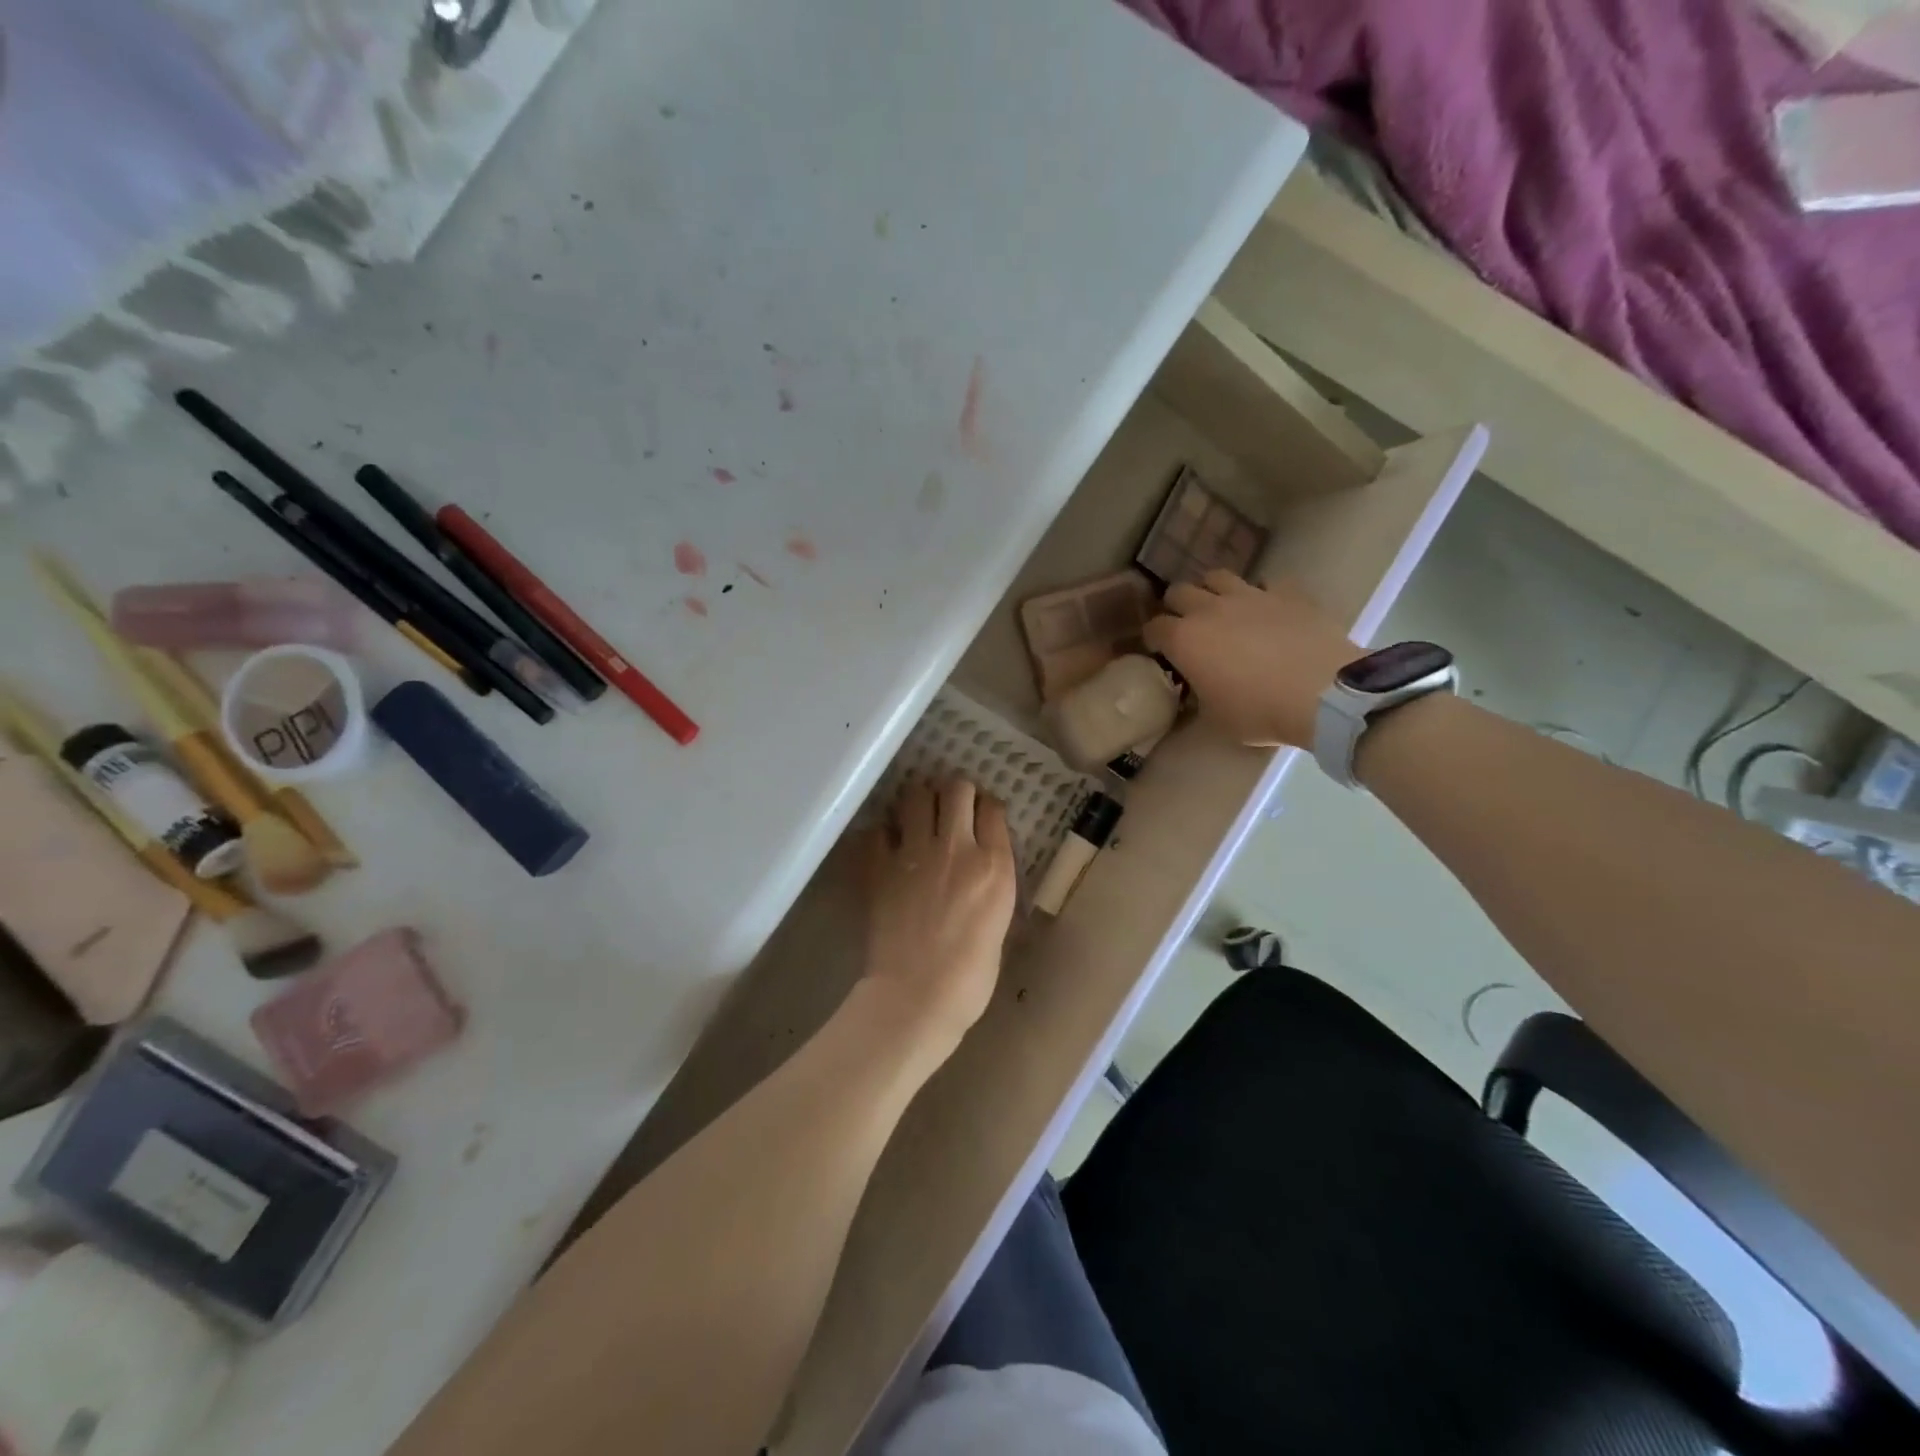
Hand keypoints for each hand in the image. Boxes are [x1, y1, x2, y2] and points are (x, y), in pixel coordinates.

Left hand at [859, 777, 1016, 1058]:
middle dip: (955, 791)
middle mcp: (957, 848)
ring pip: (916, 794)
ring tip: (918, 814)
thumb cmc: (970, 978)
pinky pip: (879, 828)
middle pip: (957, 788)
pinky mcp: (881, 865)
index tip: (982, 815)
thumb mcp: (999, 924)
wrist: (916, 998)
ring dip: (919, 799)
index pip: (993, 808)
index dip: (987, 807)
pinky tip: (888, 844)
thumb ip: (991, 885)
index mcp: (994, 866)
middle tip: (950, 806)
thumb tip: (980, 866)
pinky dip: (884, 830)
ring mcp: (915, 853)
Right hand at [1143, 572, 1356, 747]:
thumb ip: (1198, 697)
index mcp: (1184, 640)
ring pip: (1217, 576)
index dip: (1153, 639)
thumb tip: (1196, 691)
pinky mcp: (1287, 593)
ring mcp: (1250, 595)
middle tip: (1187, 627)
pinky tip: (1269, 611)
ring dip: (1213, 591)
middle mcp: (1209, 609)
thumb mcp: (1215, 718)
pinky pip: (1267, 583)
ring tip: (1222, 609)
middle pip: (1178, 591)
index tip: (1160, 652)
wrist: (1323, 694)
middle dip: (1177, 607)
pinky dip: (1263, 594)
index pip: (1154, 628)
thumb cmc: (1259, 712)